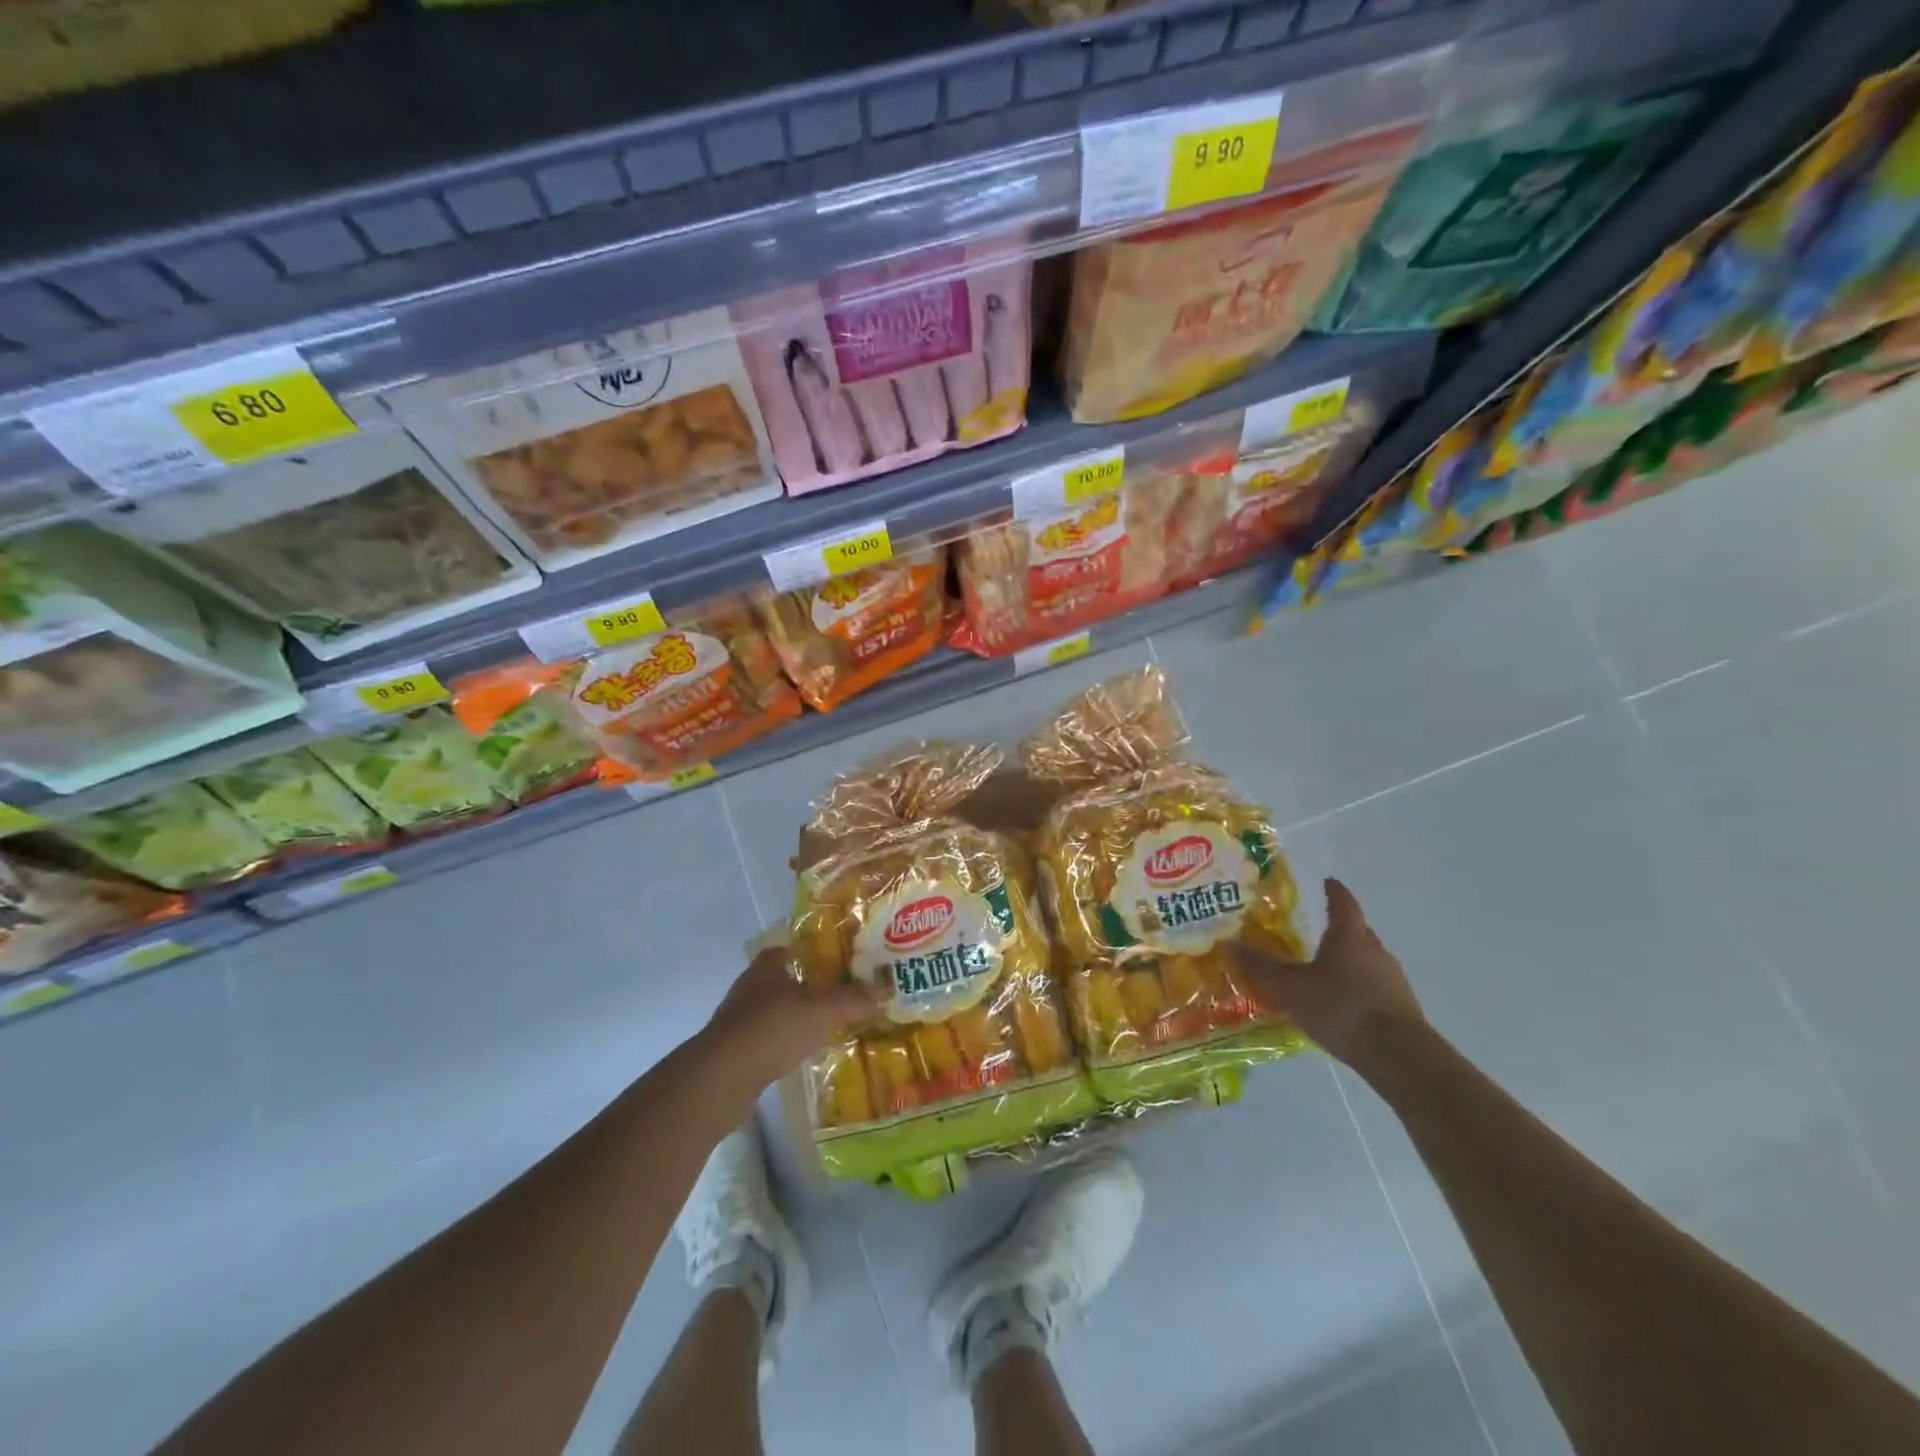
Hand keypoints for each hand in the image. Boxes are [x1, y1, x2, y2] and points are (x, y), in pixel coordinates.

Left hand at [703, 945, 878, 1091]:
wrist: (723, 1077)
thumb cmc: (773, 1028)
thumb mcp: (823, 1010)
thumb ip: (853, 999)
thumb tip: (882, 991)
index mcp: (768, 966)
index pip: (790, 949)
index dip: (812, 953)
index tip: (837, 964)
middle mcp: (749, 987)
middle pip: (784, 980)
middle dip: (808, 988)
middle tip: (839, 997)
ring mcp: (738, 1020)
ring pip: (774, 1012)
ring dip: (795, 1018)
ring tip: (826, 1028)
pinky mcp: (734, 1051)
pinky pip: (766, 1040)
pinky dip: (783, 1044)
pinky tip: (802, 1055)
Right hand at [1229, 878, 1425, 1072]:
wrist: (1399, 1056)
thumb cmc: (1341, 1008)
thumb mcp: (1290, 987)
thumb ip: (1259, 967)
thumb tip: (1226, 944)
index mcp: (1350, 936)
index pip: (1343, 903)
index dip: (1333, 891)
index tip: (1327, 882)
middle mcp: (1375, 951)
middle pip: (1357, 932)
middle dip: (1338, 930)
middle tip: (1315, 931)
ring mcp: (1393, 981)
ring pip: (1366, 962)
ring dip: (1347, 962)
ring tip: (1323, 973)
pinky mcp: (1401, 1009)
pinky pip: (1373, 988)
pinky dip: (1356, 989)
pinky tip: (1340, 1005)